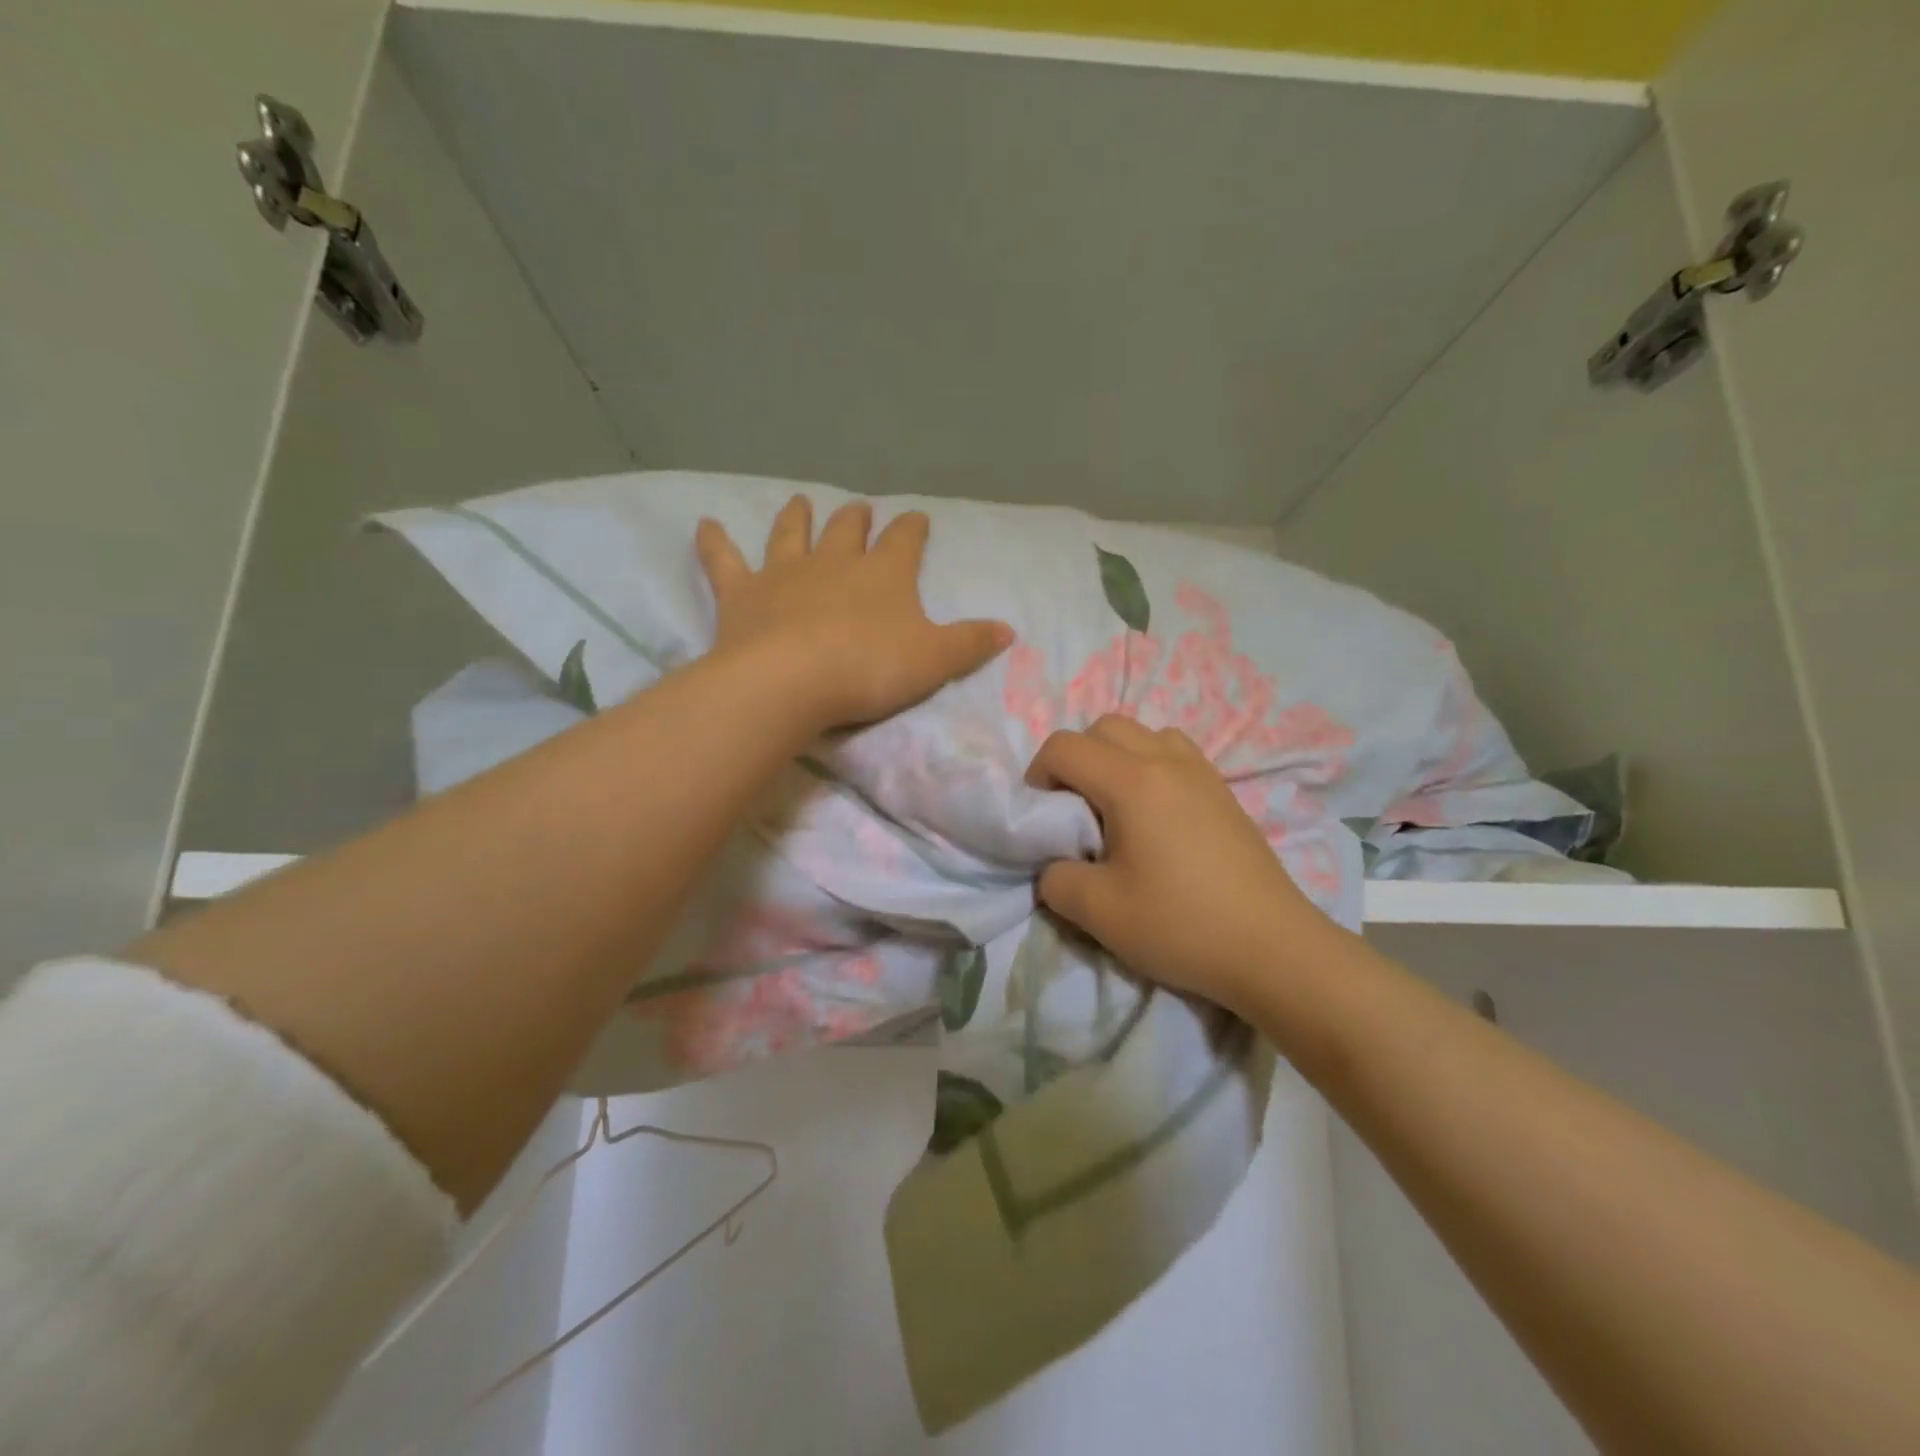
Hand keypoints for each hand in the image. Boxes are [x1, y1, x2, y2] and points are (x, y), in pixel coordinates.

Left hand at [695, 495, 1012, 731]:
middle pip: (848, 530)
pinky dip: (714, 542)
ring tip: (801, 502)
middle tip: (861, 509)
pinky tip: (704, 525)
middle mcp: (835, 562)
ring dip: (798, 517)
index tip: (918, 519)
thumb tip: (1009, 630)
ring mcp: (785, 573)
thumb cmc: (869, 669)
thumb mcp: (934, 661)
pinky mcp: (743, 593)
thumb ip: (971, 643)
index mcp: (884, 574)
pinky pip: (724, 560)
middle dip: (858, 518)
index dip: (913, 528)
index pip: (905, 541)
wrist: (792, 681)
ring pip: (792, 534)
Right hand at [1027, 715, 1341, 1012]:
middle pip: (1104, 728)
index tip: (1042, 816)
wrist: (1273, 949)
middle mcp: (1167, 761)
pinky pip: (1175, 753)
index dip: (1038, 774)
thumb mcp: (1098, 912)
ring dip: (1116, 758)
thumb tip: (1054, 865)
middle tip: (1074, 809)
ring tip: (1116, 808)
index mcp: (1132, 781)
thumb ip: (1055, 880)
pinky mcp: (1224, 792)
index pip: (1065, 746)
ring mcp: (1202, 773)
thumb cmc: (1181, 924)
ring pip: (1144, 734)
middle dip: (1076, 759)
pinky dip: (1150, 767)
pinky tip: (1155, 817)